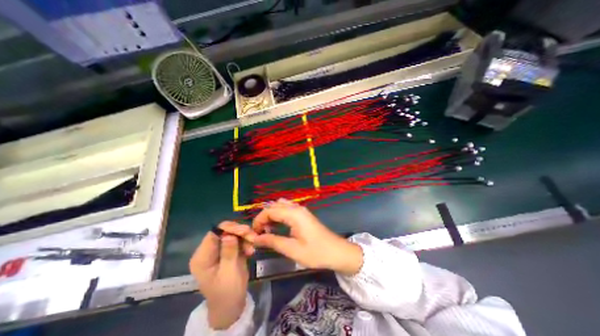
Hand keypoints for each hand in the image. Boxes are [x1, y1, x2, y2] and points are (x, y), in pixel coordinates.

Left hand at [188, 222, 256, 329]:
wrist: (232, 305)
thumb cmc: (227, 292)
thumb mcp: (228, 273)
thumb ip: (228, 253)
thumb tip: (228, 235)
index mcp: (202, 257)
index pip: (214, 234)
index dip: (229, 228)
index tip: (245, 231)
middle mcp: (209, 250)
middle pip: (225, 231)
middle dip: (240, 232)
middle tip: (253, 237)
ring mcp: (220, 249)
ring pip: (233, 233)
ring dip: (245, 237)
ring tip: (252, 248)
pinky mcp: (229, 249)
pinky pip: (239, 239)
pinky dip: (246, 242)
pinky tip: (251, 251)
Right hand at [251, 200, 363, 274]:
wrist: (337, 252)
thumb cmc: (316, 252)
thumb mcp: (292, 249)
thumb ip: (273, 241)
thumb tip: (255, 238)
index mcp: (294, 214)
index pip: (270, 210)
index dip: (259, 220)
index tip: (253, 233)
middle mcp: (297, 208)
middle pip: (274, 205)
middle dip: (264, 217)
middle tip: (260, 233)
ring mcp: (301, 210)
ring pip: (281, 206)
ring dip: (272, 215)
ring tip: (268, 230)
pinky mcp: (304, 215)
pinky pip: (287, 210)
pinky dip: (279, 215)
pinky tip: (278, 227)